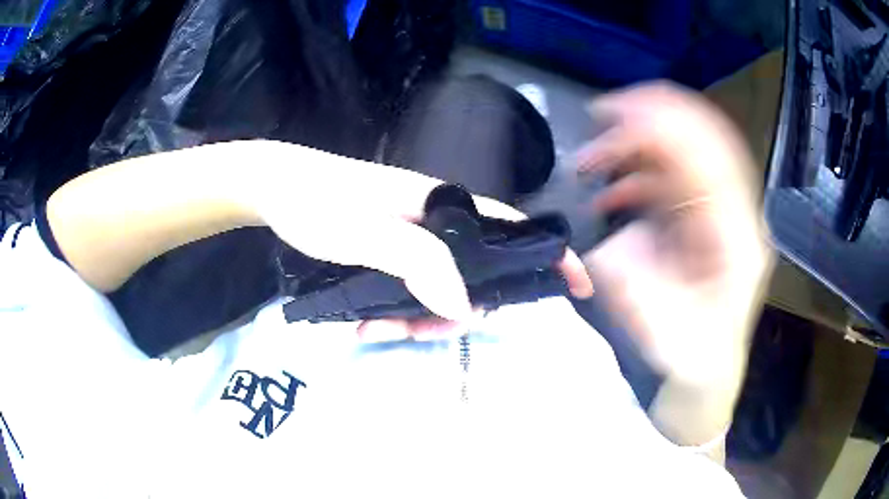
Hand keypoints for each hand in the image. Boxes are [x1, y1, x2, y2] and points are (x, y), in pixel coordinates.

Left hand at [250, 143, 593, 339]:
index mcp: (443, 208)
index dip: (551, 254)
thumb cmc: (318, 203)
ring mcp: (412, 240)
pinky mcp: (389, 253)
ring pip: (440, 290)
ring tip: (373, 328)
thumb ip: (418, 263)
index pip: (514, 228)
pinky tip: (362, 322)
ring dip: (416, 319)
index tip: (577, 287)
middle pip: (476, 274)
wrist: (276, 189)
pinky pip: (410, 291)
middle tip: (421, 332)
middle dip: (457, 311)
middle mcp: (436, 224)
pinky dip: (394, 312)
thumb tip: (467, 307)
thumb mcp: (366, 233)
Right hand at [577, 84, 772, 387]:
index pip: (712, 161)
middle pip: (702, 142)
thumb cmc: (693, 356)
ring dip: (637, 147)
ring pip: (684, 154)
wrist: (708, 367)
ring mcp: (720, 212)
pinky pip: (673, 178)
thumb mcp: (664, 333)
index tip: (617, 110)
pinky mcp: (703, 217)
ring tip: (593, 161)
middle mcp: (735, 214)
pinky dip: (639, 174)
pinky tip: (612, 192)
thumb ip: (639, 287)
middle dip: (650, 119)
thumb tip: (613, 242)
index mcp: (737, 239)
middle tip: (601, 116)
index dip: (668, 126)